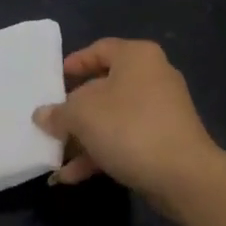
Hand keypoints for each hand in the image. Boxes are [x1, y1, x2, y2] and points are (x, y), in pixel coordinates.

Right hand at [33, 39, 222, 211]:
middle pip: (104, 87)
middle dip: (74, 110)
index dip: (74, 63)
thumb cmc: (129, 127)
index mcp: (136, 56)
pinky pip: (126, 139)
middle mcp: (153, 76)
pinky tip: (73, 177)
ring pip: (113, 118)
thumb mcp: (82, 115)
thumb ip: (58, 112)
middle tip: (51, 122)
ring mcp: (162, 110)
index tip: (53, 81)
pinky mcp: (166, 141)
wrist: (184, 176)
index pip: (99, 49)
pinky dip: (101, 153)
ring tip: (56, 157)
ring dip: (83, 138)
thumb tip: (42, 115)